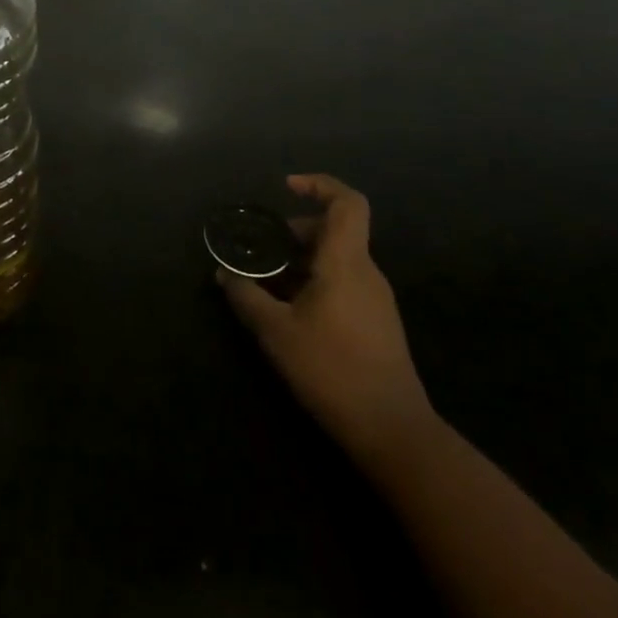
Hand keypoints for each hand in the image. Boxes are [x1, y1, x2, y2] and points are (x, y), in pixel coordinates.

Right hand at [220, 173, 435, 466]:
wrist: (393, 432)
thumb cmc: (332, 370)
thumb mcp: (276, 332)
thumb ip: (246, 297)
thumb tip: (224, 274)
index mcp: (346, 263)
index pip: (347, 203)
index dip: (319, 185)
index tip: (286, 187)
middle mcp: (366, 273)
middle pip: (335, 230)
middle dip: (295, 231)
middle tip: (261, 246)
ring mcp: (375, 299)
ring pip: (336, 259)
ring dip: (300, 260)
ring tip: (265, 281)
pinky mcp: (376, 323)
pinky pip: (342, 283)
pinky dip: (313, 282)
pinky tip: (288, 310)